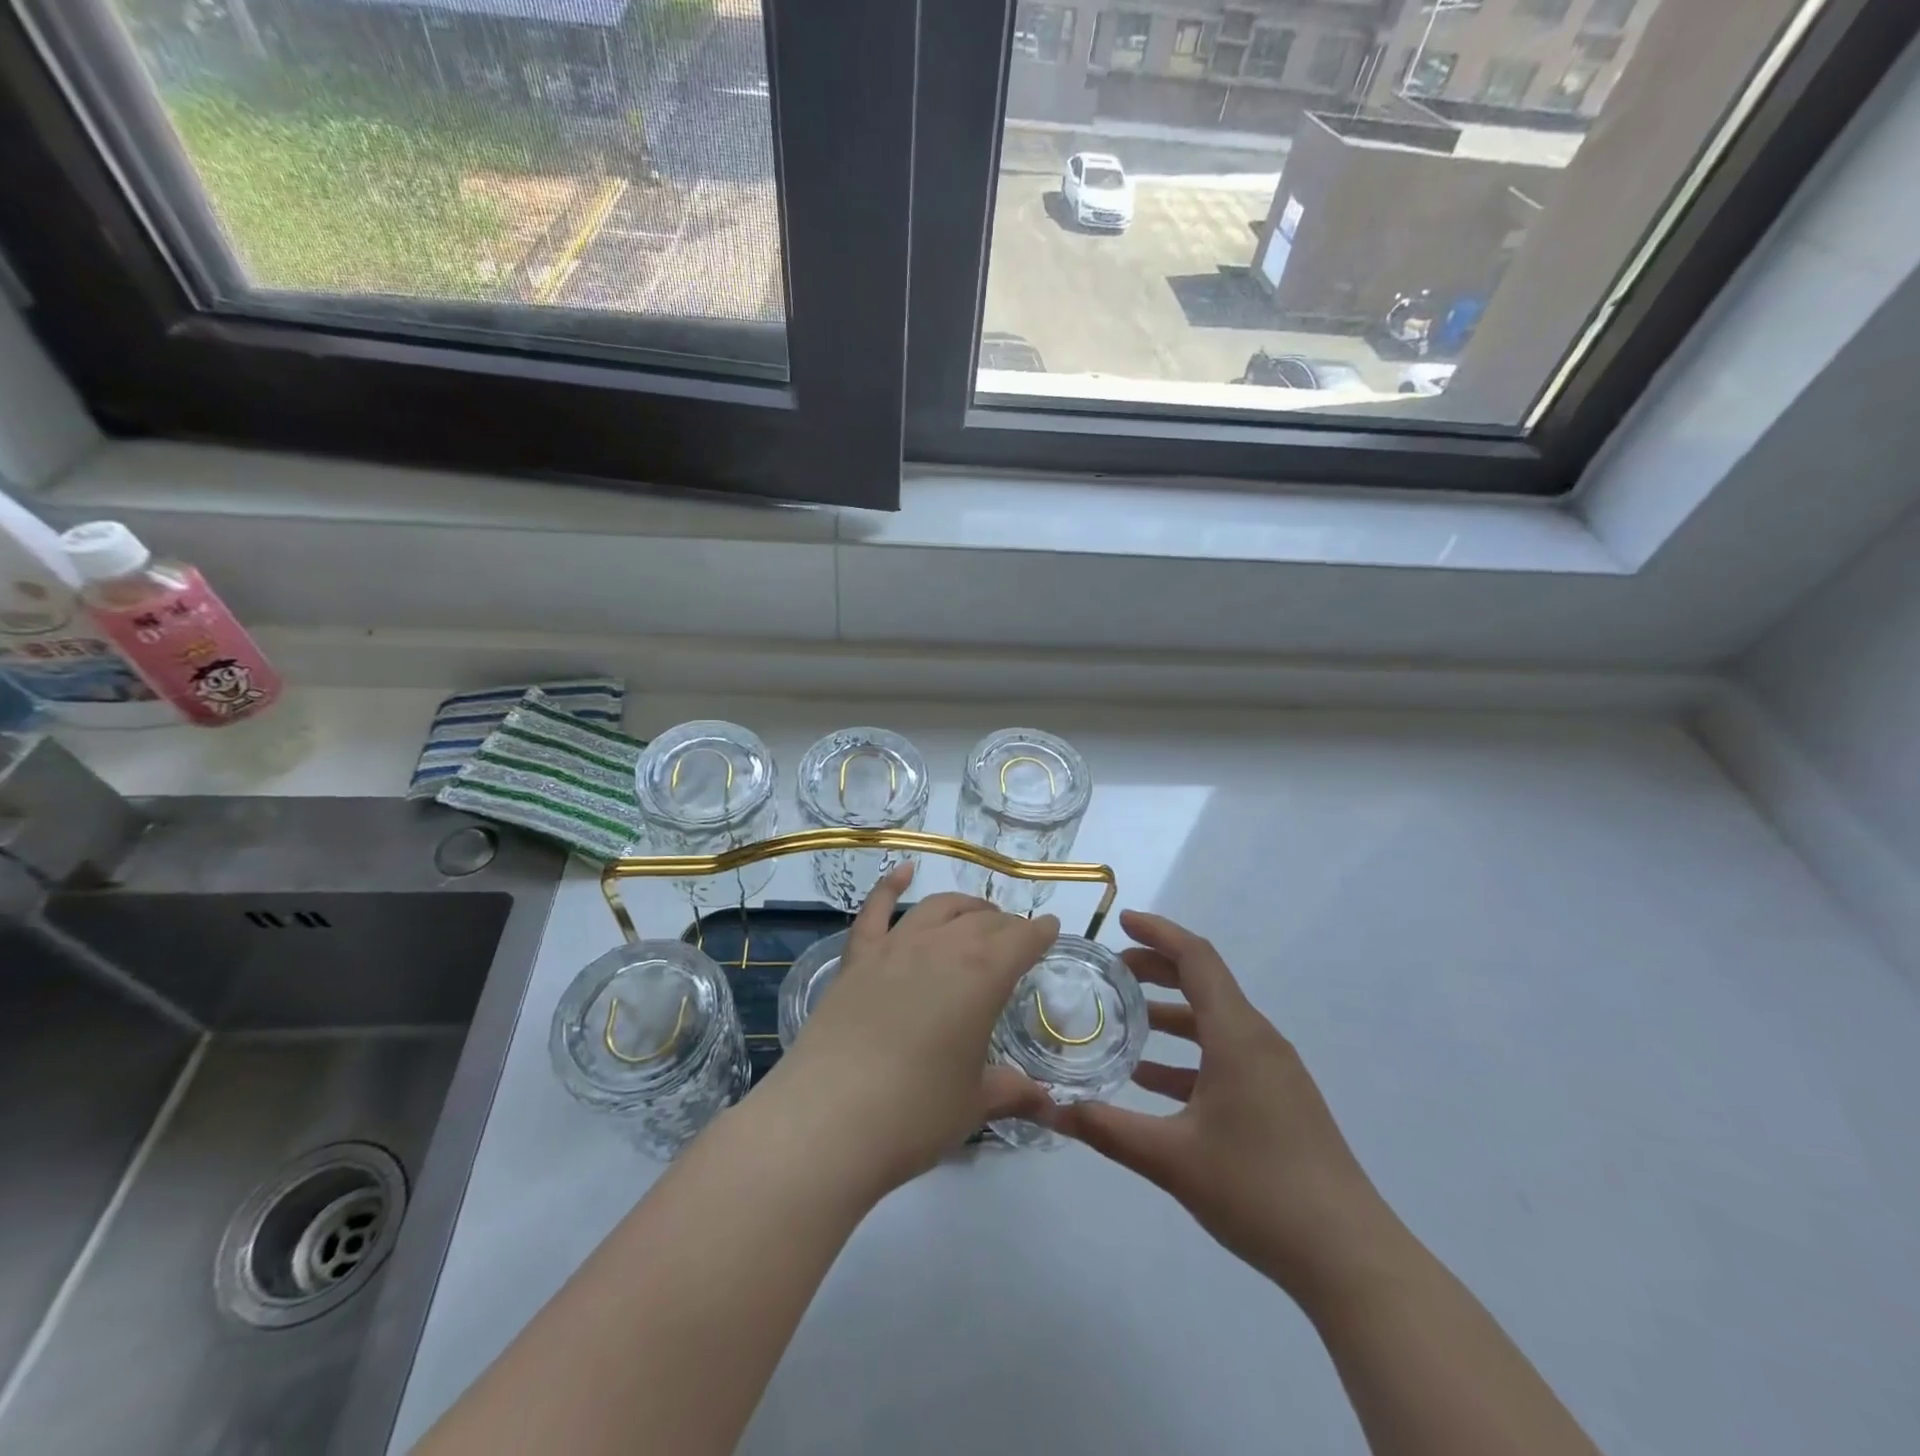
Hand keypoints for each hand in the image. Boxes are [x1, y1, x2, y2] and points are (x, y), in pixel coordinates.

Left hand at [770, 862, 1059, 1193]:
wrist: (827, 1120)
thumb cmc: (914, 1114)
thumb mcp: (973, 1105)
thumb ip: (1010, 1091)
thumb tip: (1047, 1104)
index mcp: (982, 977)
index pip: (1021, 940)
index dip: (1039, 933)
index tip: (1050, 929)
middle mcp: (941, 948)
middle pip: (983, 922)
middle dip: (1006, 925)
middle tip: (1016, 937)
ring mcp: (894, 948)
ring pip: (938, 909)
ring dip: (964, 906)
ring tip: (977, 914)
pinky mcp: (857, 959)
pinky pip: (875, 910)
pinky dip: (890, 885)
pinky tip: (903, 871)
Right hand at [1054, 910, 1395, 1302]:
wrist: (1349, 1257)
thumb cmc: (1258, 1190)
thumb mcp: (1170, 1159)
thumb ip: (1105, 1128)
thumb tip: (1048, 1106)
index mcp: (1237, 1035)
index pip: (1196, 958)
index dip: (1157, 933)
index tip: (1120, 922)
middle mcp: (1259, 1041)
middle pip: (1205, 983)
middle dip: (1157, 970)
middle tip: (1112, 971)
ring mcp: (1274, 1072)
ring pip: (1215, 1023)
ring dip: (1170, 1016)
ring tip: (1124, 1023)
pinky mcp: (1280, 1101)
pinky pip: (1227, 1057)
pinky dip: (1188, 1056)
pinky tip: (1153, 1083)